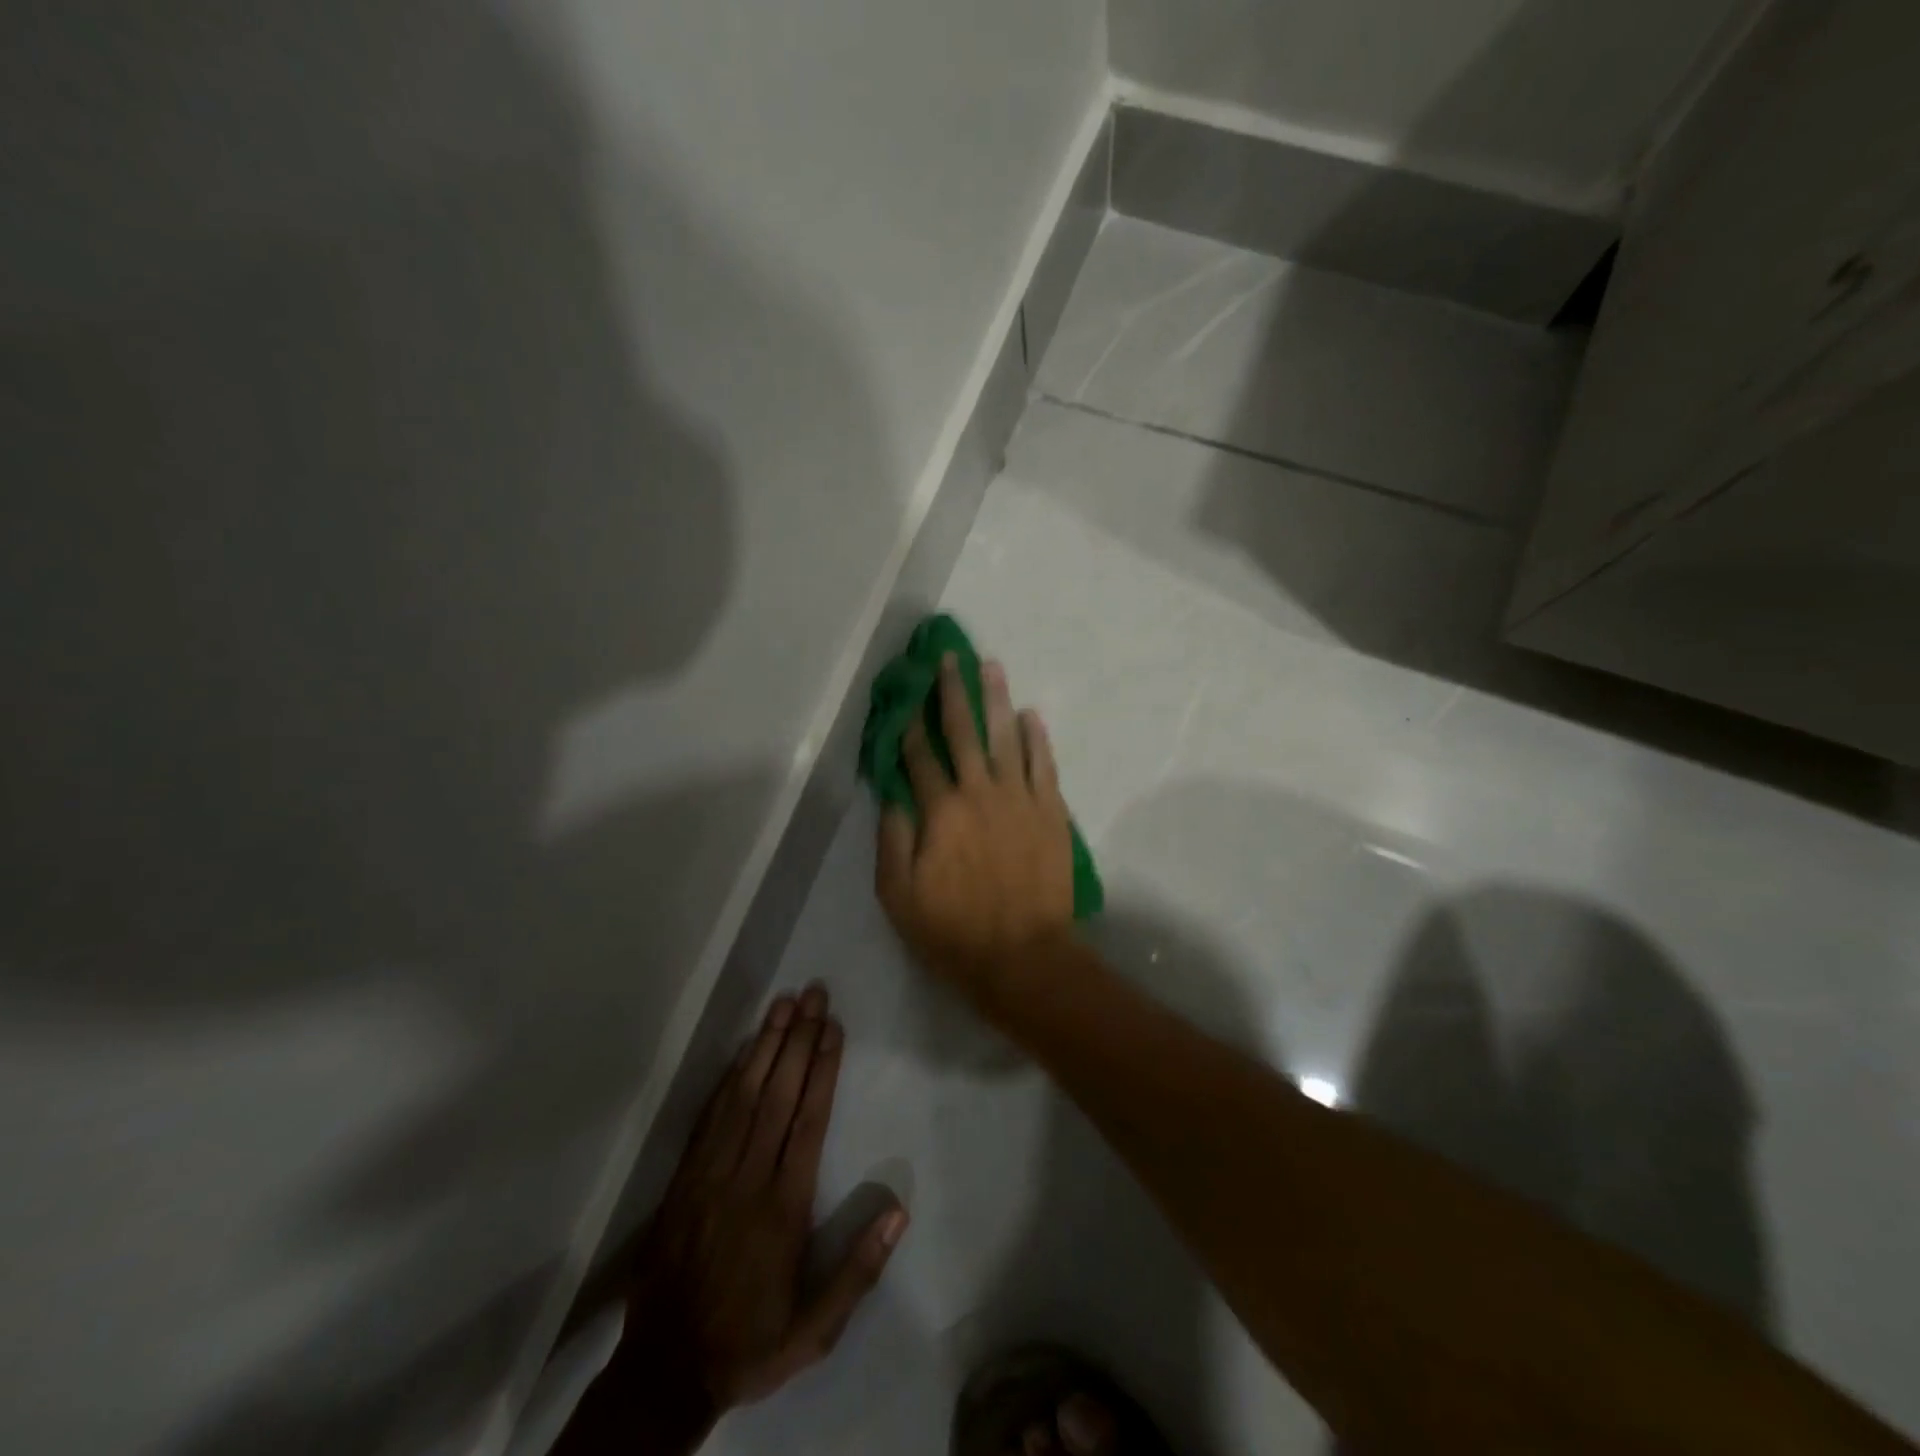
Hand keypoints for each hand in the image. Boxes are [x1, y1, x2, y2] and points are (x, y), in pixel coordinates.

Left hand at [582, 986, 906, 1452]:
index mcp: (783, 1210)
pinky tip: (745, 1049)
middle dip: (798, 1039)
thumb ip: (857, 1273)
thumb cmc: (750, 1342)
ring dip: (766, 1045)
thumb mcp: (814, 1331)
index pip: (808, 1122)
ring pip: (743, 1096)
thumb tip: (899, 1212)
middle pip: (777, 1095)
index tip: (833, 1027)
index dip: (822, 1069)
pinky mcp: (685, 1179)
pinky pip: (710, 1117)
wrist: (663, 1371)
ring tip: (784, 1004)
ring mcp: (711, 1175)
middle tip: (813, 994)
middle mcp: (748, 1179)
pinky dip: (729, 1078)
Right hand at [876, 656, 1075, 1006]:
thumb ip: (893, 839)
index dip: (910, 727)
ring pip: (1006, 737)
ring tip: (991, 666)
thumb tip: (893, 794)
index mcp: (941, 811)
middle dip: (953, 693)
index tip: (906, 700)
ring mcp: (1020, 799)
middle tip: (950, 659)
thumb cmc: (954, 931)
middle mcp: (980, 792)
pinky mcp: (1052, 812)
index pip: (920, 758)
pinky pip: (1044, 764)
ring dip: (997, 700)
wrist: (1024, 956)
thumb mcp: (899, 895)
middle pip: (963, 732)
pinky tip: (1032, 715)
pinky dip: (1038, 737)